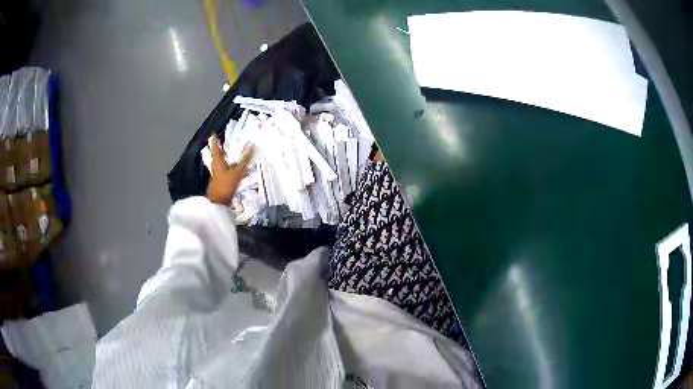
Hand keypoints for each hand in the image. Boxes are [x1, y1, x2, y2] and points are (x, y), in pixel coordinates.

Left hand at [206, 135, 254, 204]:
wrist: (218, 204)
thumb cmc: (224, 186)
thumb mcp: (236, 172)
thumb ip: (244, 160)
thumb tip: (252, 146)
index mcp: (217, 163)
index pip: (216, 149)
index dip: (215, 142)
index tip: (214, 135)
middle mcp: (216, 168)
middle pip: (218, 157)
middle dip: (222, 151)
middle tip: (225, 144)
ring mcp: (218, 177)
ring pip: (223, 165)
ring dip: (228, 161)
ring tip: (235, 157)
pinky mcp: (222, 184)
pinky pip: (228, 173)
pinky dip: (232, 170)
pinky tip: (239, 172)